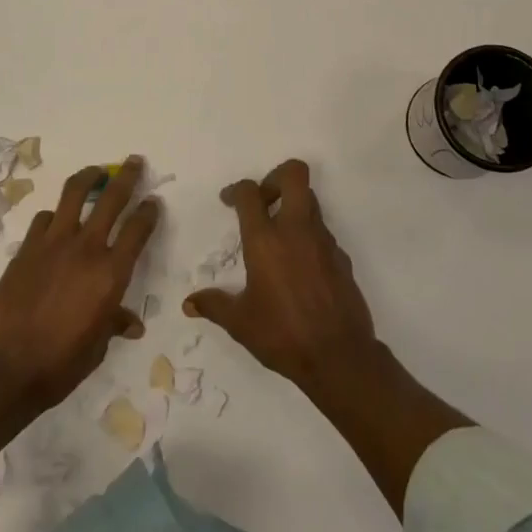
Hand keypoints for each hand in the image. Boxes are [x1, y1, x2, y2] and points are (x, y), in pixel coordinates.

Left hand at [0, 157, 158, 413]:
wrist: (4, 369)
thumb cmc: (59, 365)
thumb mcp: (97, 347)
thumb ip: (113, 324)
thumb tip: (131, 325)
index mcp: (111, 274)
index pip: (137, 230)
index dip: (148, 211)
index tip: (153, 201)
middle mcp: (86, 249)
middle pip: (111, 199)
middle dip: (126, 176)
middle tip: (134, 162)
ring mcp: (52, 244)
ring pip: (73, 194)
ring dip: (88, 178)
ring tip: (95, 172)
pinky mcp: (25, 249)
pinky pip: (43, 219)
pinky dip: (53, 216)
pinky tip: (55, 221)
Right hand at [184, 159, 379, 395]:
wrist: (339, 356)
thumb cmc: (283, 335)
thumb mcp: (240, 323)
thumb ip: (214, 306)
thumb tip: (189, 303)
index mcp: (266, 240)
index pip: (250, 192)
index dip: (237, 190)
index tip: (229, 202)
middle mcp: (297, 230)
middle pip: (294, 174)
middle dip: (275, 177)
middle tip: (263, 201)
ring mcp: (324, 241)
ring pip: (311, 201)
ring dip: (293, 207)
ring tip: (278, 237)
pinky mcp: (342, 257)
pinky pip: (323, 232)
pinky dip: (308, 237)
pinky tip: (299, 267)